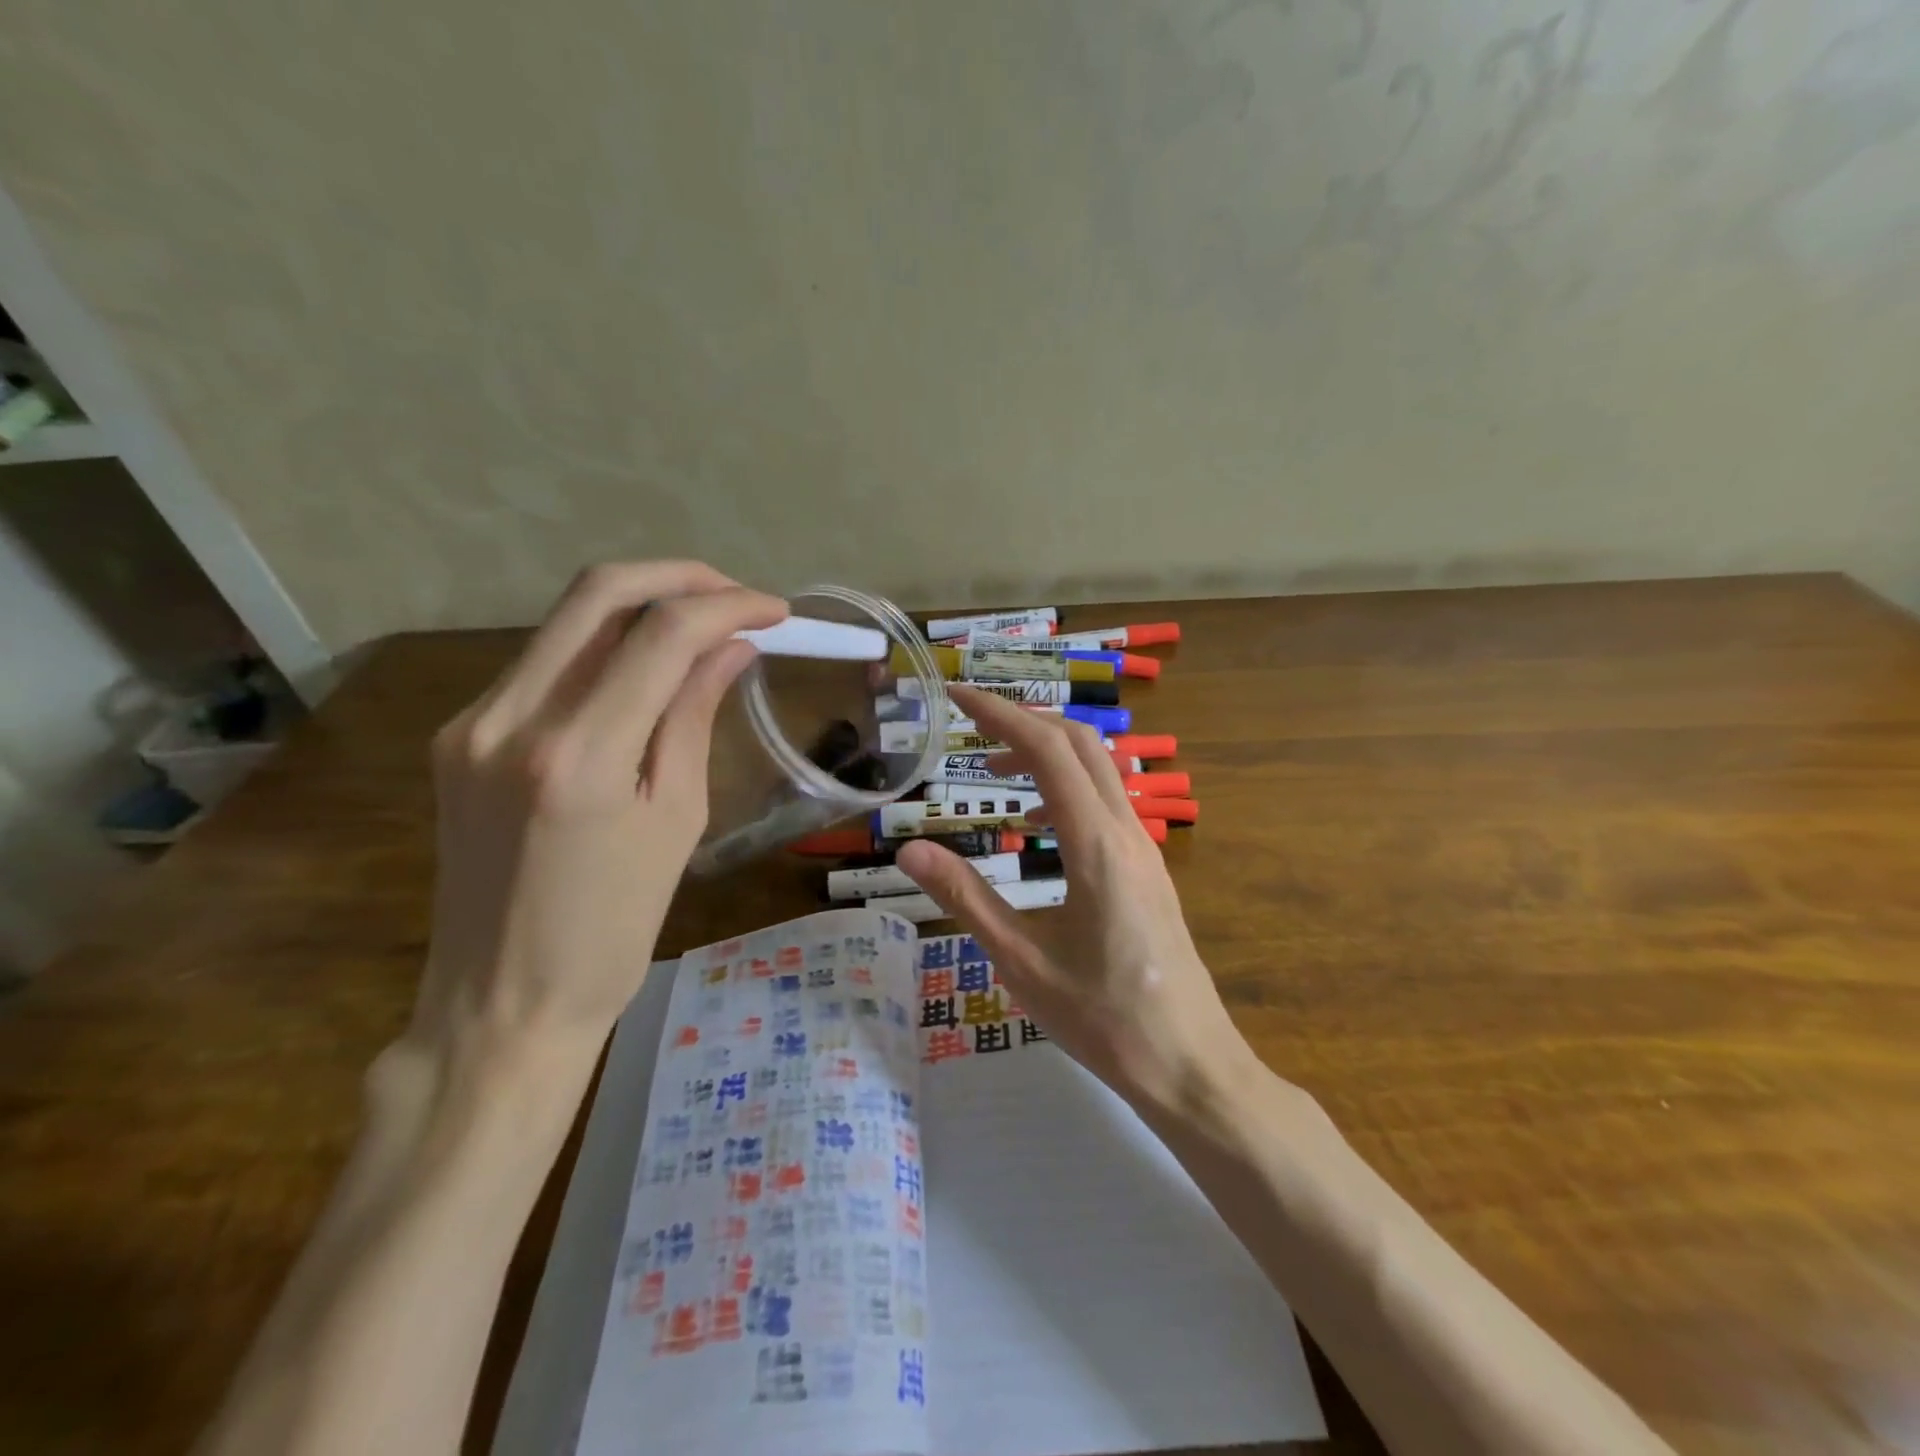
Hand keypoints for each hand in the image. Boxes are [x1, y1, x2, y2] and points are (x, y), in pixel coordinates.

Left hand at [411, 562, 787, 1057]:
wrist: (501, 1002)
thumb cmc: (612, 930)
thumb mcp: (675, 821)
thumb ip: (693, 717)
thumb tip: (731, 648)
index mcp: (577, 756)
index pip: (661, 635)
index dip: (728, 606)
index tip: (776, 611)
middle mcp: (510, 719)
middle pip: (597, 593)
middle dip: (679, 577)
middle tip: (736, 595)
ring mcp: (471, 722)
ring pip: (566, 621)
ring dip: (641, 607)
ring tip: (703, 628)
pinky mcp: (459, 736)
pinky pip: (542, 664)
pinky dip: (603, 649)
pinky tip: (644, 671)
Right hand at [896, 685, 1254, 1112]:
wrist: (1191, 1064)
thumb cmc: (1103, 1019)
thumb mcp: (1021, 962)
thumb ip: (966, 899)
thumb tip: (910, 851)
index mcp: (1095, 846)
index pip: (1047, 750)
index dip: (1000, 713)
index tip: (957, 696)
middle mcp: (1127, 832)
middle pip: (1080, 743)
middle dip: (1024, 719)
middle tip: (972, 722)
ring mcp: (1146, 848)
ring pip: (1100, 768)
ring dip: (1048, 750)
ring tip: (994, 767)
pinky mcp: (1150, 868)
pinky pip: (1108, 801)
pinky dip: (1068, 785)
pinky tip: (1037, 826)